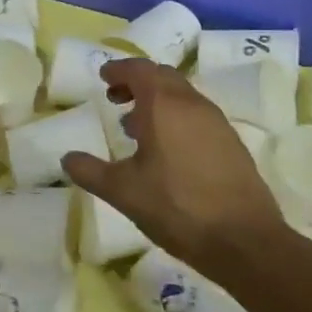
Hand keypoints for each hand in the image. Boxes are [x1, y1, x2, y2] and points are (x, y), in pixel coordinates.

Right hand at [62, 58, 284, 270]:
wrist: (244, 241)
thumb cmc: (176, 207)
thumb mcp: (122, 191)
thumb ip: (90, 171)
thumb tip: (67, 159)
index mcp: (164, 105)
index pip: (139, 70)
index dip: (118, 69)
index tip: (103, 77)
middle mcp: (193, 104)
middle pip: (163, 77)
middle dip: (137, 81)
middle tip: (116, 98)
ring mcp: (217, 123)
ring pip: (183, 96)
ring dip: (158, 101)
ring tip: (136, 127)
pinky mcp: (232, 144)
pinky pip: (198, 116)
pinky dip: (176, 118)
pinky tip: (167, 150)